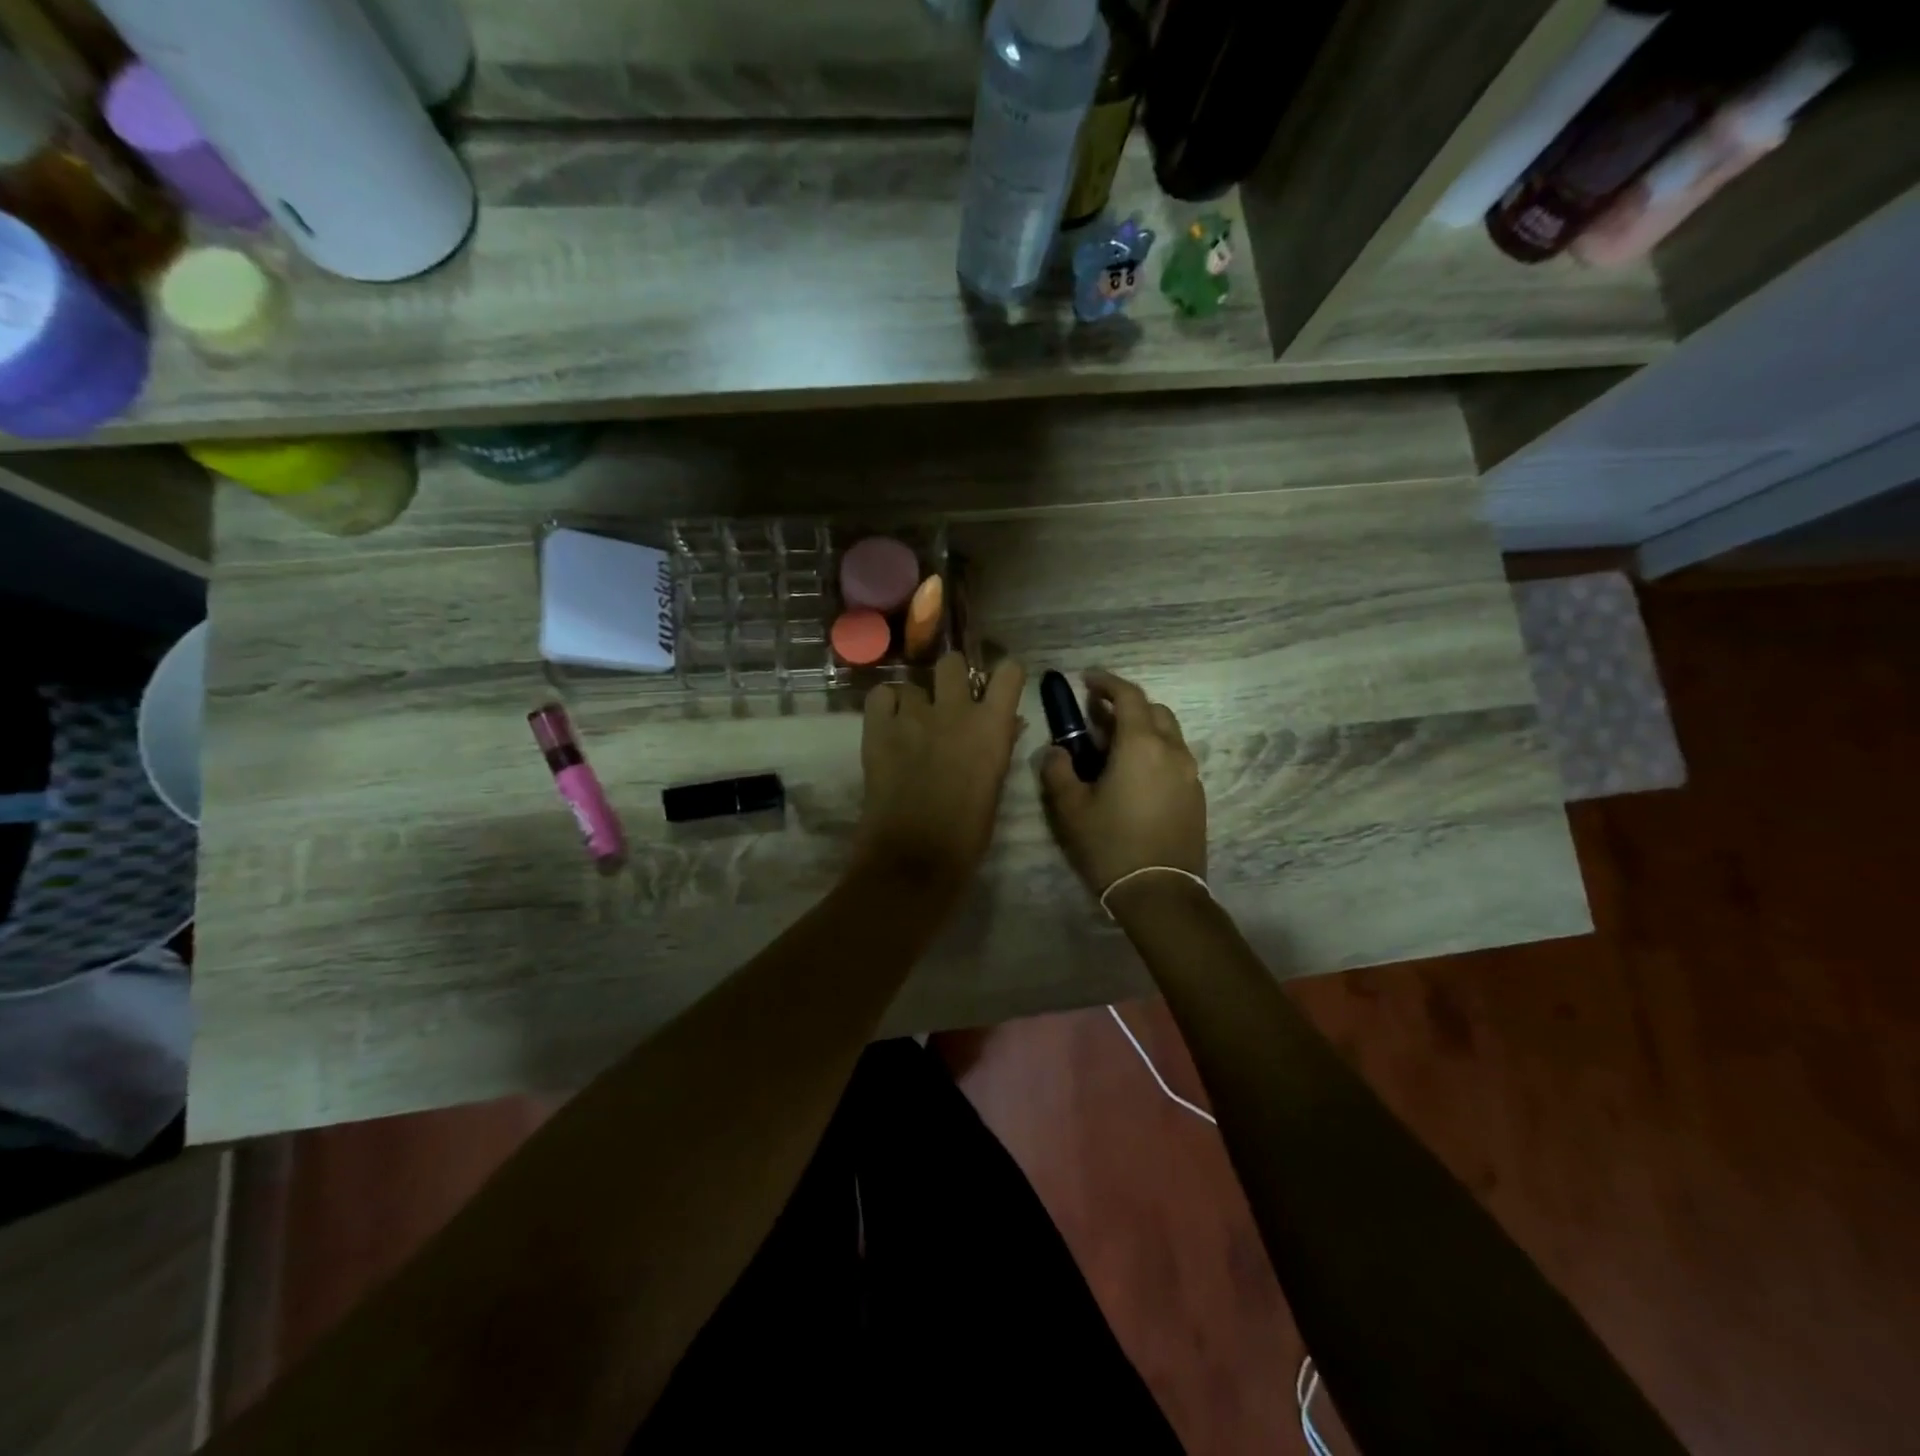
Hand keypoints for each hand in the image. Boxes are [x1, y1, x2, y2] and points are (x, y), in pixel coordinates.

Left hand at [853, 652, 1026, 895]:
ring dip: (916, 701)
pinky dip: (886, 705)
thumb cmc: (967, 832)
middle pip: (952, 662)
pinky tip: (888, 725)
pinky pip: (881, 695)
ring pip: (913, 683)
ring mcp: (912, 715)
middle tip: (948, 701)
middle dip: (952, 677)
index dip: (1003, 676)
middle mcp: (954, 709)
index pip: (1008, 672)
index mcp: (992, 725)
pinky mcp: (877, 728)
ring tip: (912, 725)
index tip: (997, 688)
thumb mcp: (995, 787)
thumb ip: (1000, 746)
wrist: (914, 857)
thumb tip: (1007, 723)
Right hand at [1040, 669, 1205, 897]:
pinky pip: (1175, 759)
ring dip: (1142, 729)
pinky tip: (1134, 776)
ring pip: (1168, 735)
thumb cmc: (1110, 845)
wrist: (1160, 893)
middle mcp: (1172, 751)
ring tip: (1113, 746)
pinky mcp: (1196, 796)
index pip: (1128, 696)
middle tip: (1097, 716)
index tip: (1087, 679)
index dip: (1107, 682)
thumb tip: (1057, 751)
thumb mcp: (1070, 808)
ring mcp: (1190, 774)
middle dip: (1126, 705)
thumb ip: (1058, 770)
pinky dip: (1155, 752)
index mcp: (1141, 745)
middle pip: (1153, 710)